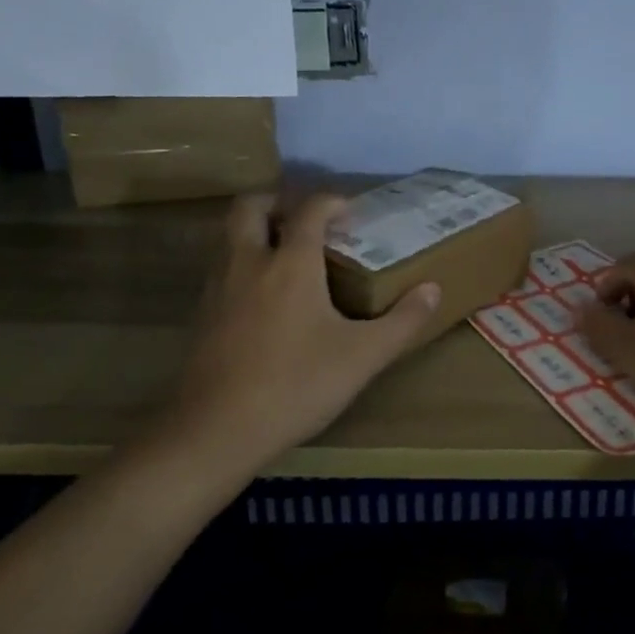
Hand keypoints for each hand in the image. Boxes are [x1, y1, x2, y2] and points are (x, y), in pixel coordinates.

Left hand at [166, 193, 439, 467]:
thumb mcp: (362, 357)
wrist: (215, 432)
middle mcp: (248, 263)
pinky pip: (222, 268)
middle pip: (251, 207)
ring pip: (229, 236)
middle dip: (279, 201)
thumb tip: (433, 290)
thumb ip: (402, 321)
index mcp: (290, 264)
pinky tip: (265, 298)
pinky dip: (244, 263)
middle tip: (307, 221)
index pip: (309, 210)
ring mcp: (217, 288)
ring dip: (257, 231)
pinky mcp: (201, 315)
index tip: (351, 213)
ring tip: (289, 256)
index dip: (331, 202)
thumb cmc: (296, 385)